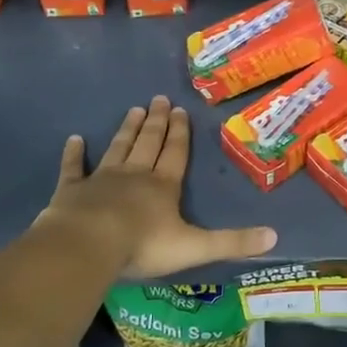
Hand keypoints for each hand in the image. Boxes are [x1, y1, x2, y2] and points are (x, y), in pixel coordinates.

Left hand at [39, 97, 276, 278]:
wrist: (87, 246)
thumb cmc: (143, 245)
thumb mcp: (196, 247)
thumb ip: (233, 242)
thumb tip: (275, 237)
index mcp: (163, 186)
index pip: (176, 153)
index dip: (181, 133)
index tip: (181, 110)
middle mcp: (135, 175)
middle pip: (149, 143)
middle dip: (157, 122)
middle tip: (159, 99)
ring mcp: (101, 180)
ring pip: (118, 148)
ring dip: (127, 130)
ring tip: (134, 110)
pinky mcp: (71, 191)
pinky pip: (74, 168)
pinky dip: (74, 154)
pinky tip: (74, 140)